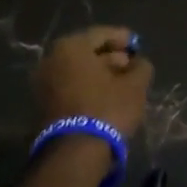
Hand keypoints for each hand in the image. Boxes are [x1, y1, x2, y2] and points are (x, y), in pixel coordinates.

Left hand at [35, 26, 152, 139]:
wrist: (75, 152)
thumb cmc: (107, 108)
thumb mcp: (135, 86)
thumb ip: (141, 67)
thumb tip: (138, 62)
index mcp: (71, 47)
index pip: (101, 34)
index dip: (122, 38)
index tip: (137, 44)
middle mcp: (52, 59)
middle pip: (87, 52)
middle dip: (111, 56)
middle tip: (131, 64)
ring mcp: (44, 82)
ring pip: (78, 70)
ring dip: (100, 73)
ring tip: (123, 82)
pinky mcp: (45, 104)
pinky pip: (71, 85)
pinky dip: (88, 86)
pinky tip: (107, 95)